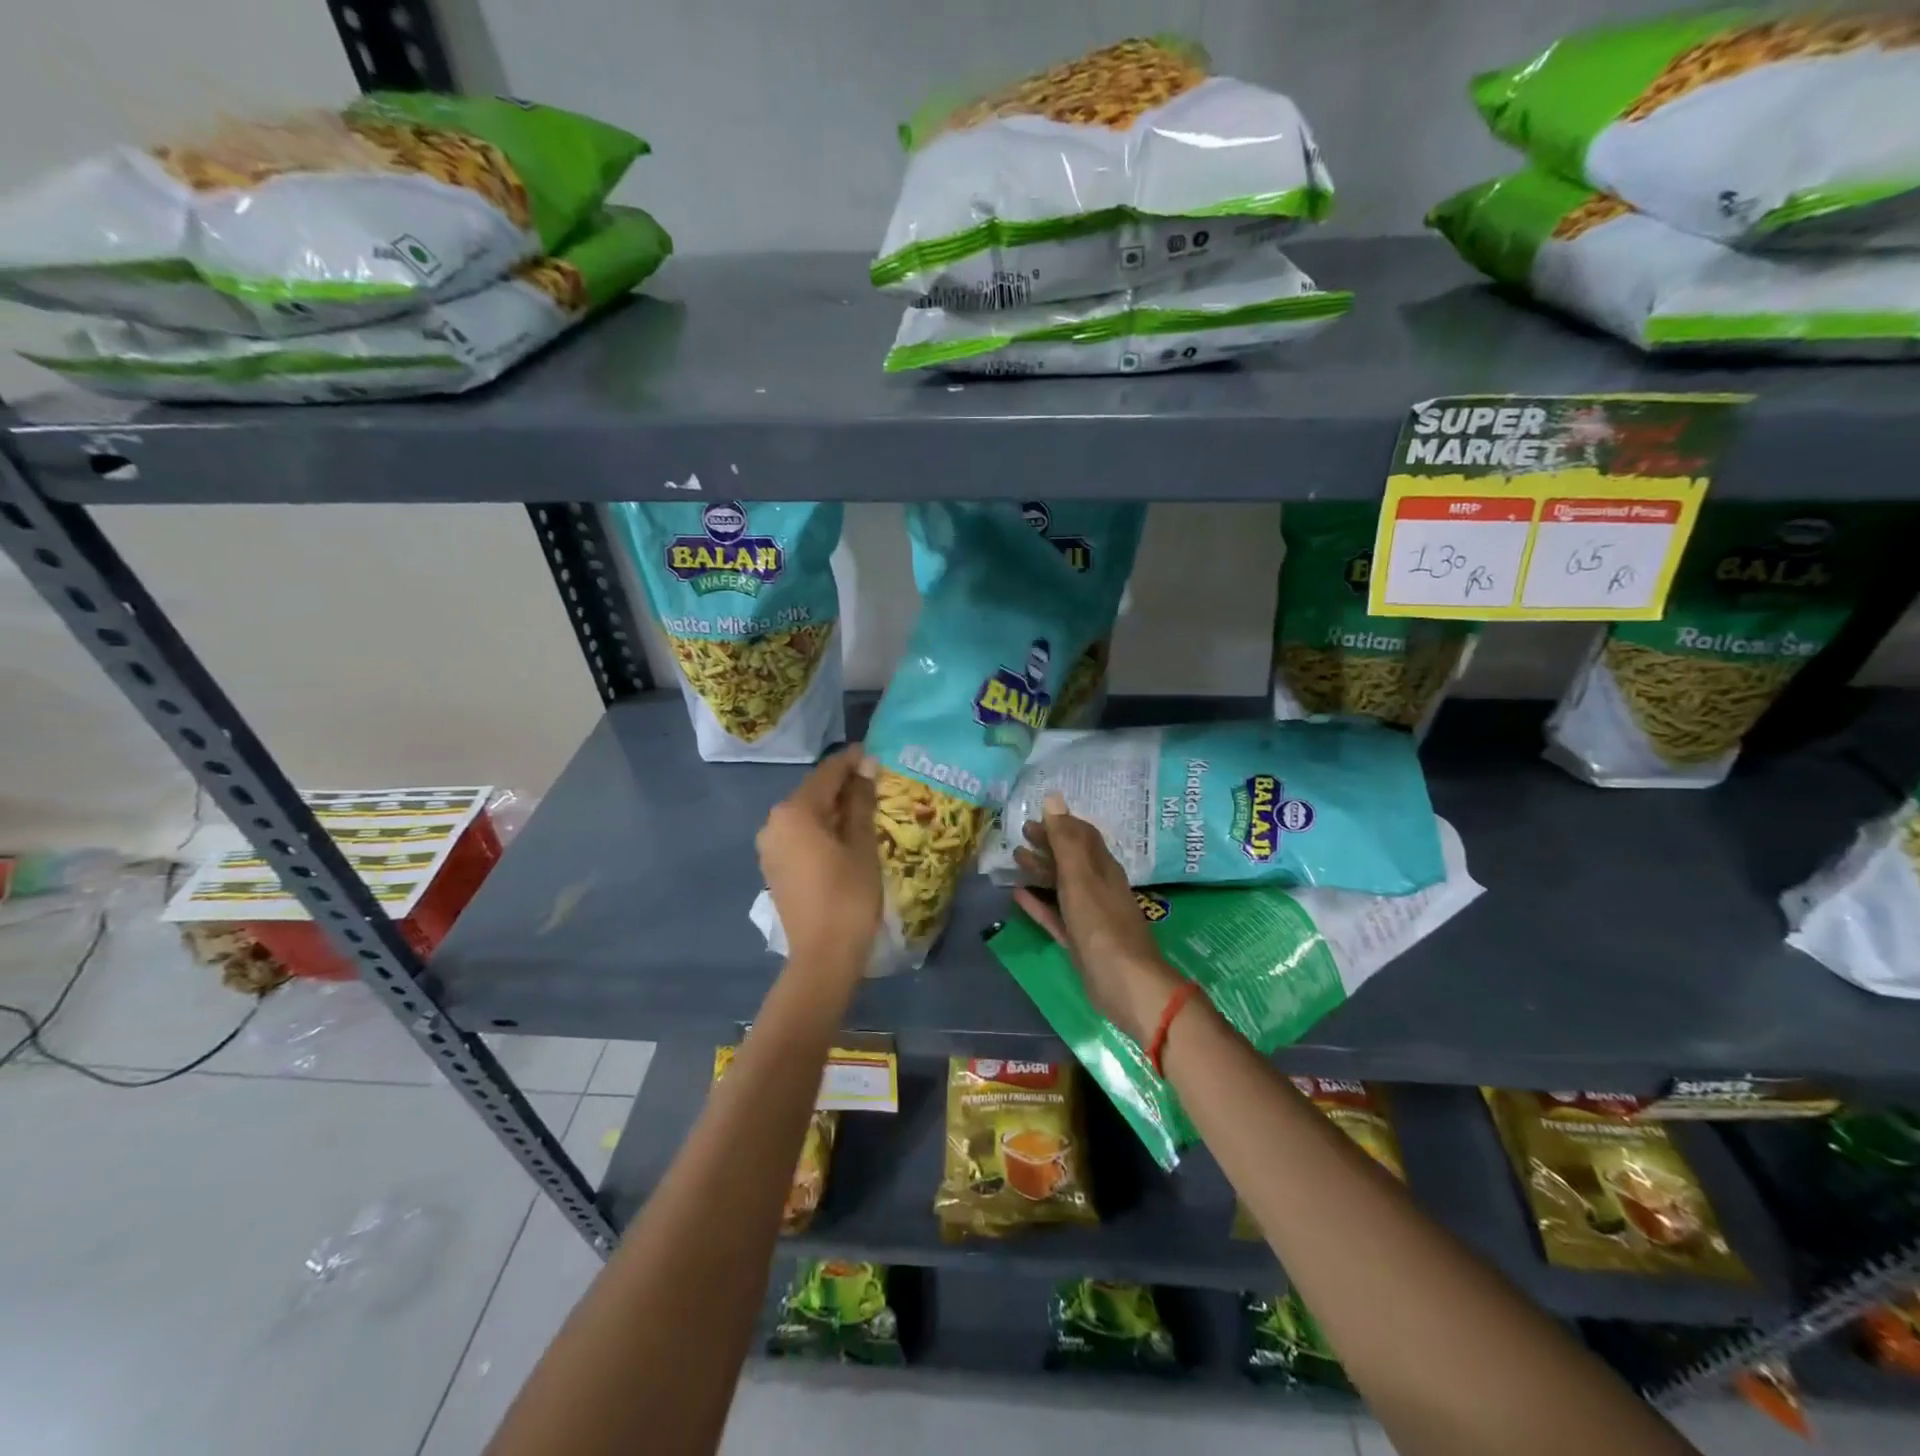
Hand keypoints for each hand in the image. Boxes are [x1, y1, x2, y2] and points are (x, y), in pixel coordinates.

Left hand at [757, 746, 881, 970]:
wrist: (822, 956)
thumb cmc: (848, 896)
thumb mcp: (861, 844)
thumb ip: (861, 801)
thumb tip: (865, 767)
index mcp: (794, 811)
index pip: (827, 773)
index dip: (852, 761)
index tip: (874, 753)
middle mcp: (774, 822)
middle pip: (813, 793)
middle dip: (843, 786)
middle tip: (876, 782)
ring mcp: (770, 847)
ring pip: (806, 815)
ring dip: (833, 809)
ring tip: (866, 809)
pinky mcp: (774, 868)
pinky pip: (799, 836)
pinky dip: (821, 830)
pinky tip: (845, 836)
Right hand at [1012, 795, 1183, 1045]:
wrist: (1126, 985)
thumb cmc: (1102, 926)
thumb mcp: (1081, 878)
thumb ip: (1066, 841)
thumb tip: (1053, 799)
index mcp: (1103, 869)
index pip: (1083, 836)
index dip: (1061, 823)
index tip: (1035, 816)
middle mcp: (1098, 887)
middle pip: (1071, 858)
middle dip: (1048, 843)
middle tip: (1021, 833)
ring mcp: (1089, 915)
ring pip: (1062, 885)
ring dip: (1041, 870)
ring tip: (1015, 858)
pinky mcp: (1079, 941)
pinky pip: (1055, 914)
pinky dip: (1039, 903)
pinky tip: (1018, 896)